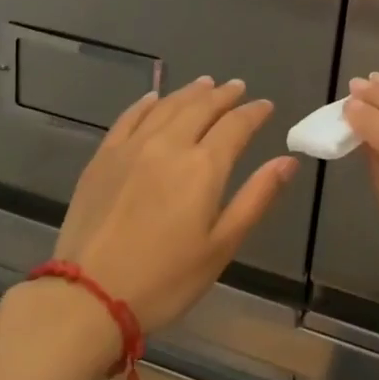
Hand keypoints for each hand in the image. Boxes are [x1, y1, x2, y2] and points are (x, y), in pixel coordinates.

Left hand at [50, 77, 295, 334]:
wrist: (90, 295)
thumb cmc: (166, 279)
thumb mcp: (221, 246)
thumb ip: (256, 197)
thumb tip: (288, 160)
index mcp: (203, 167)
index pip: (236, 126)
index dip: (254, 113)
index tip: (265, 105)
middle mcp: (169, 145)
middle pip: (201, 107)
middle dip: (223, 95)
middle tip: (237, 87)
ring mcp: (132, 147)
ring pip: (167, 106)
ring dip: (189, 92)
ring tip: (205, 84)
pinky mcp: (103, 157)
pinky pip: (129, 117)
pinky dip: (146, 103)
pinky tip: (154, 98)